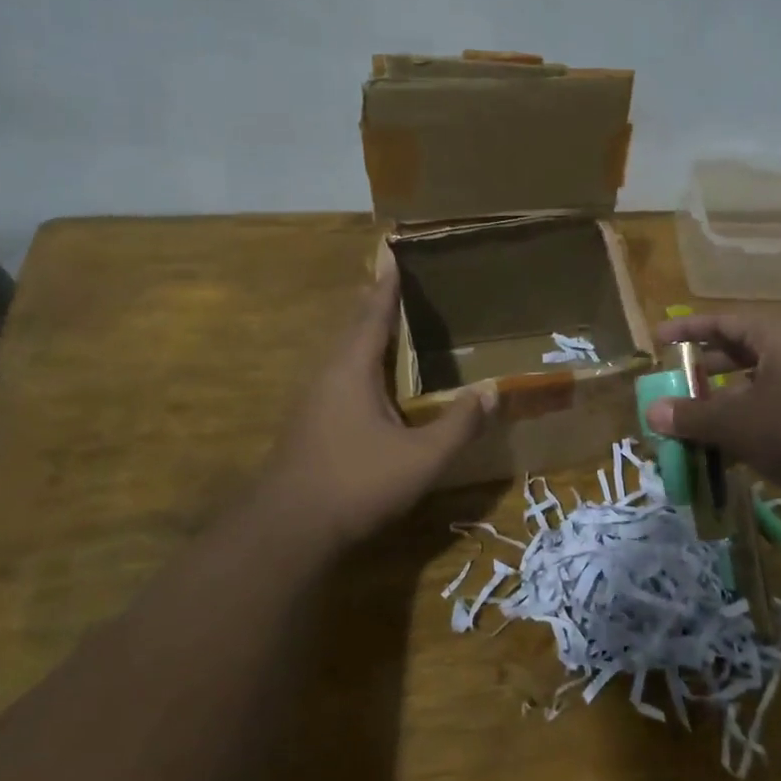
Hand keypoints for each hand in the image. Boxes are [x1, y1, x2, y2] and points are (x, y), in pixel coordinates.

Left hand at [260, 257, 494, 549]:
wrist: (288, 530)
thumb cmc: (356, 483)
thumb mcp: (421, 458)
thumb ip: (459, 424)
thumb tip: (493, 391)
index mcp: (352, 370)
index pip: (373, 314)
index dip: (386, 284)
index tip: (392, 251)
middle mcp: (328, 374)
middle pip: (354, 327)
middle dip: (375, 302)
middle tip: (398, 280)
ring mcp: (314, 400)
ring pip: (344, 353)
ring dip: (366, 333)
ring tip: (391, 323)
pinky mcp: (310, 423)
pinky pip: (340, 375)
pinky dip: (361, 362)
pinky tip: (376, 381)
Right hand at [645, 314, 780, 516]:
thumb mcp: (738, 425)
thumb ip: (692, 417)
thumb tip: (651, 412)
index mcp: (780, 334)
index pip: (724, 321)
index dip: (687, 329)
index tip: (658, 339)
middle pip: (745, 349)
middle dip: (708, 367)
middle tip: (678, 382)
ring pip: (766, 379)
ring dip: (731, 398)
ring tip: (703, 420)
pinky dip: (757, 416)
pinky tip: (740, 447)